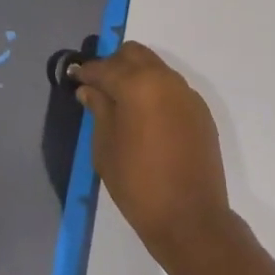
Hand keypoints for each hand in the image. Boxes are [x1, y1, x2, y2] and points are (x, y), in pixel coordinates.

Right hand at [70, 41, 235, 271]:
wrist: (192, 220)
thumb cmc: (139, 184)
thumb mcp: (105, 148)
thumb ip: (98, 110)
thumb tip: (90, 89)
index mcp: (137, 84)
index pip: (104, 67)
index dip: (86, 72)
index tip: (74, 78)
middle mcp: (164, 79)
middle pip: (134, 54)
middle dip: (114, 64)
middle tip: (100, 87)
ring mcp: (186, 93)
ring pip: (155, 67)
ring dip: (136, 76)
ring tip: (123, 103)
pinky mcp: (200, 111)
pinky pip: (172, 88)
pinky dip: (156, 92)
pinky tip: (148, 118)